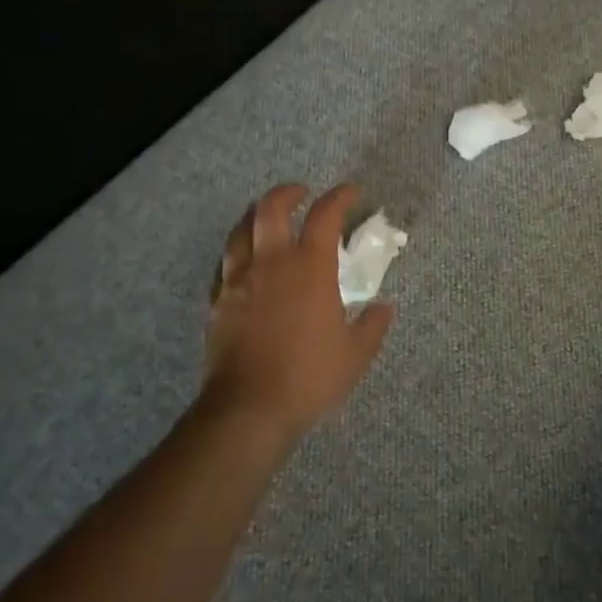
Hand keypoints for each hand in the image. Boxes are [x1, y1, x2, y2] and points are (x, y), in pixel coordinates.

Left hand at [202, 183, 393, 443]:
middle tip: (302, 194)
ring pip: (240, 230)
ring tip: (268, 219)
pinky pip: (224, 263)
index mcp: (310, 267)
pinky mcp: (218, 302)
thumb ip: (372, 325)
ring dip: (256, 216)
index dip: (340, 196)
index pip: (325, 215)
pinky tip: (245, 262)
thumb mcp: (356, 354)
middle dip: (288, 193)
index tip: (352, 192)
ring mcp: (239, 281)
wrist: (248, 409)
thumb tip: (383, 307)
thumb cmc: (309, 377)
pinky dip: (238, 251)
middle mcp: (271, 263)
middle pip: (271, 208)